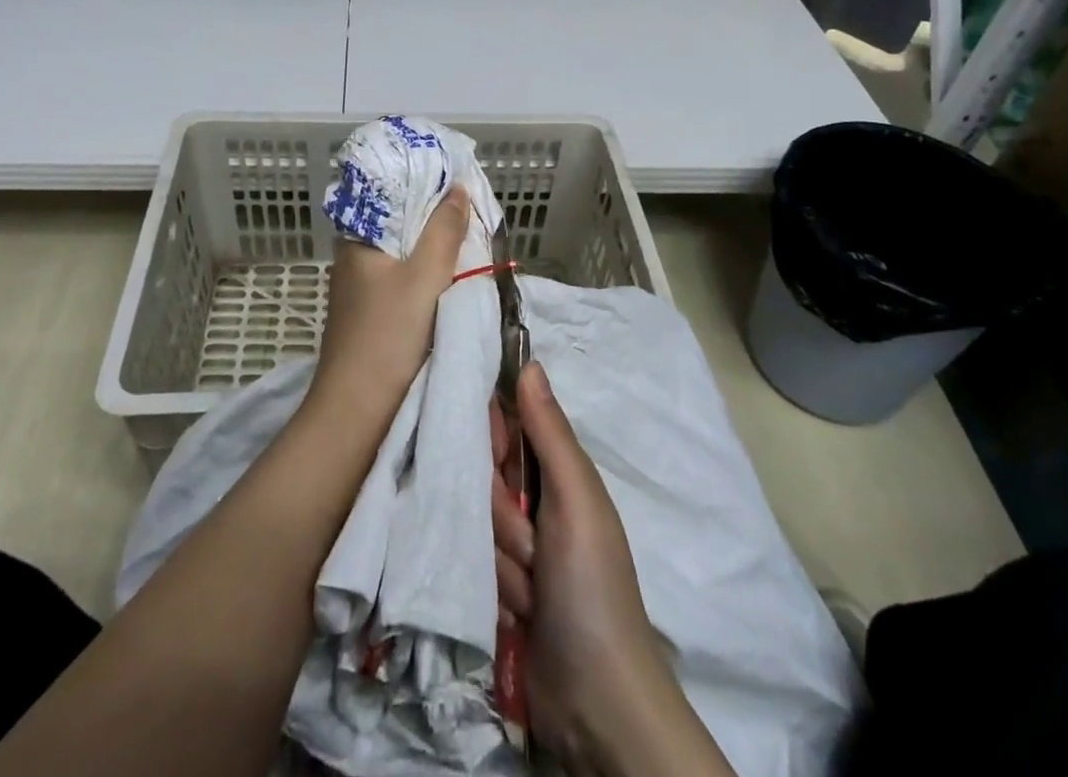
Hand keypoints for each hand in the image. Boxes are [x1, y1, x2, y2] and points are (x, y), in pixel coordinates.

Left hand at [306, 187, 469, 429]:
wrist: (358, 413)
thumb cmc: (389, 336)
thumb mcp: (424, 276)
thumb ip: (443, 230)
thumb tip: (456, 188)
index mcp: (357, 239)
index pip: (393, 197)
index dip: (427, 190)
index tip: (461, 188)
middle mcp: (354, 258)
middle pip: (402, 227)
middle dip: (437, 223)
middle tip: (475, 219)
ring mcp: (361, 289)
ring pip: (405, 257)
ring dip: (435, 253)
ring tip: (471, 245)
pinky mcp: (371, 315)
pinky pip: (404, 283)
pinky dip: (427, 278)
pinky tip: (451, 281)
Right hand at [491, 363, 735, 776]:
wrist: (597, 705)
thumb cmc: (593, 587)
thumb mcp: (576, 501)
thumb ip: (549, 433)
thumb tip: (529, 362)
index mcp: (556, 473)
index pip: (506, 427)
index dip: (493, 440)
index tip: (499, 466)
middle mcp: (533, 503)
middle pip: (483, 478)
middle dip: (502, 518)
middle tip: (533, 551)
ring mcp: (514, 549)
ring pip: (475, 525)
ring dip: (501, 563)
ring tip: (531, 595)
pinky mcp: (496, 588)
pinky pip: (471, 566)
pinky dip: (492, 592)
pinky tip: (516, 617)